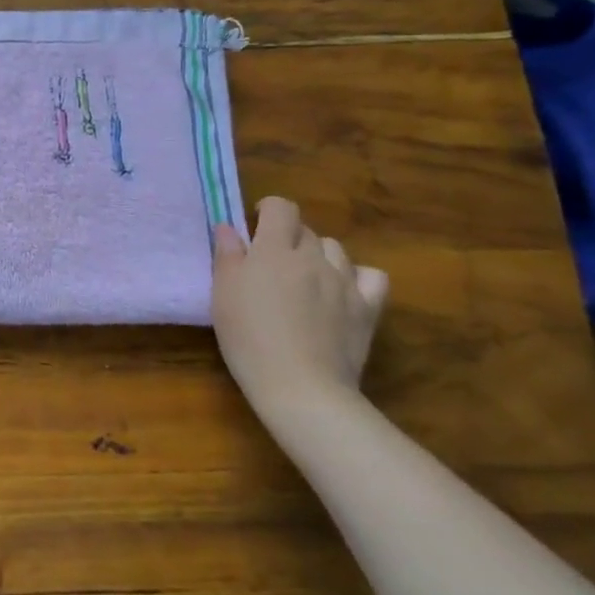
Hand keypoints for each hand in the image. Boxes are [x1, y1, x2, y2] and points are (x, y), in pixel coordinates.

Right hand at [212, 196, 388, 419]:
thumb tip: (229, 228)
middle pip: (305, 230)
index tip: (255, 226)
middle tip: (271, 264)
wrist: (300, 386)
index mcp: (274, 250)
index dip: (268, 210)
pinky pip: (371, 276)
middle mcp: (313, 257)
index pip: (281, 207)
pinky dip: (357, 276)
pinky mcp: (367, 307)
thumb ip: (227, 255)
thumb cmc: (249, 338)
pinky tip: (343, 290)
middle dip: (288, 237)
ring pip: (335, 249)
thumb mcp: (223, 294)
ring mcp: (344, 281)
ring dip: (319, 255)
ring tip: (305, 278)